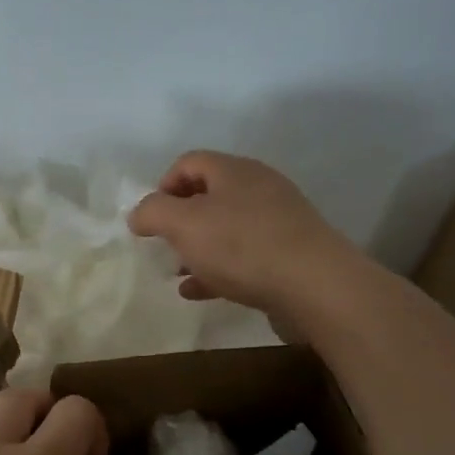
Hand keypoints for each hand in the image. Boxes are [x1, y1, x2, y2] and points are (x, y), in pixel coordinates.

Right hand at [128, 150, 360, 317]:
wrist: (315, 285)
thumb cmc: (242, 246)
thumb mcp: (184, 224)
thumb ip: (153, 213)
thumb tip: (138, 213)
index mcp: (234, 171)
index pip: (190, 162)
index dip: (163, 185)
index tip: (151, 219)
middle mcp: (259, 188)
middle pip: (209, 195)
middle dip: (181, 220)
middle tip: (164, 245)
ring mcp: (278, 222)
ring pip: (226, 228)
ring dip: (198, 248)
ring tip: (178, 272)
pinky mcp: (289, 254)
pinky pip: (244, 256)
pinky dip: (218, 270)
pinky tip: (199, 292)